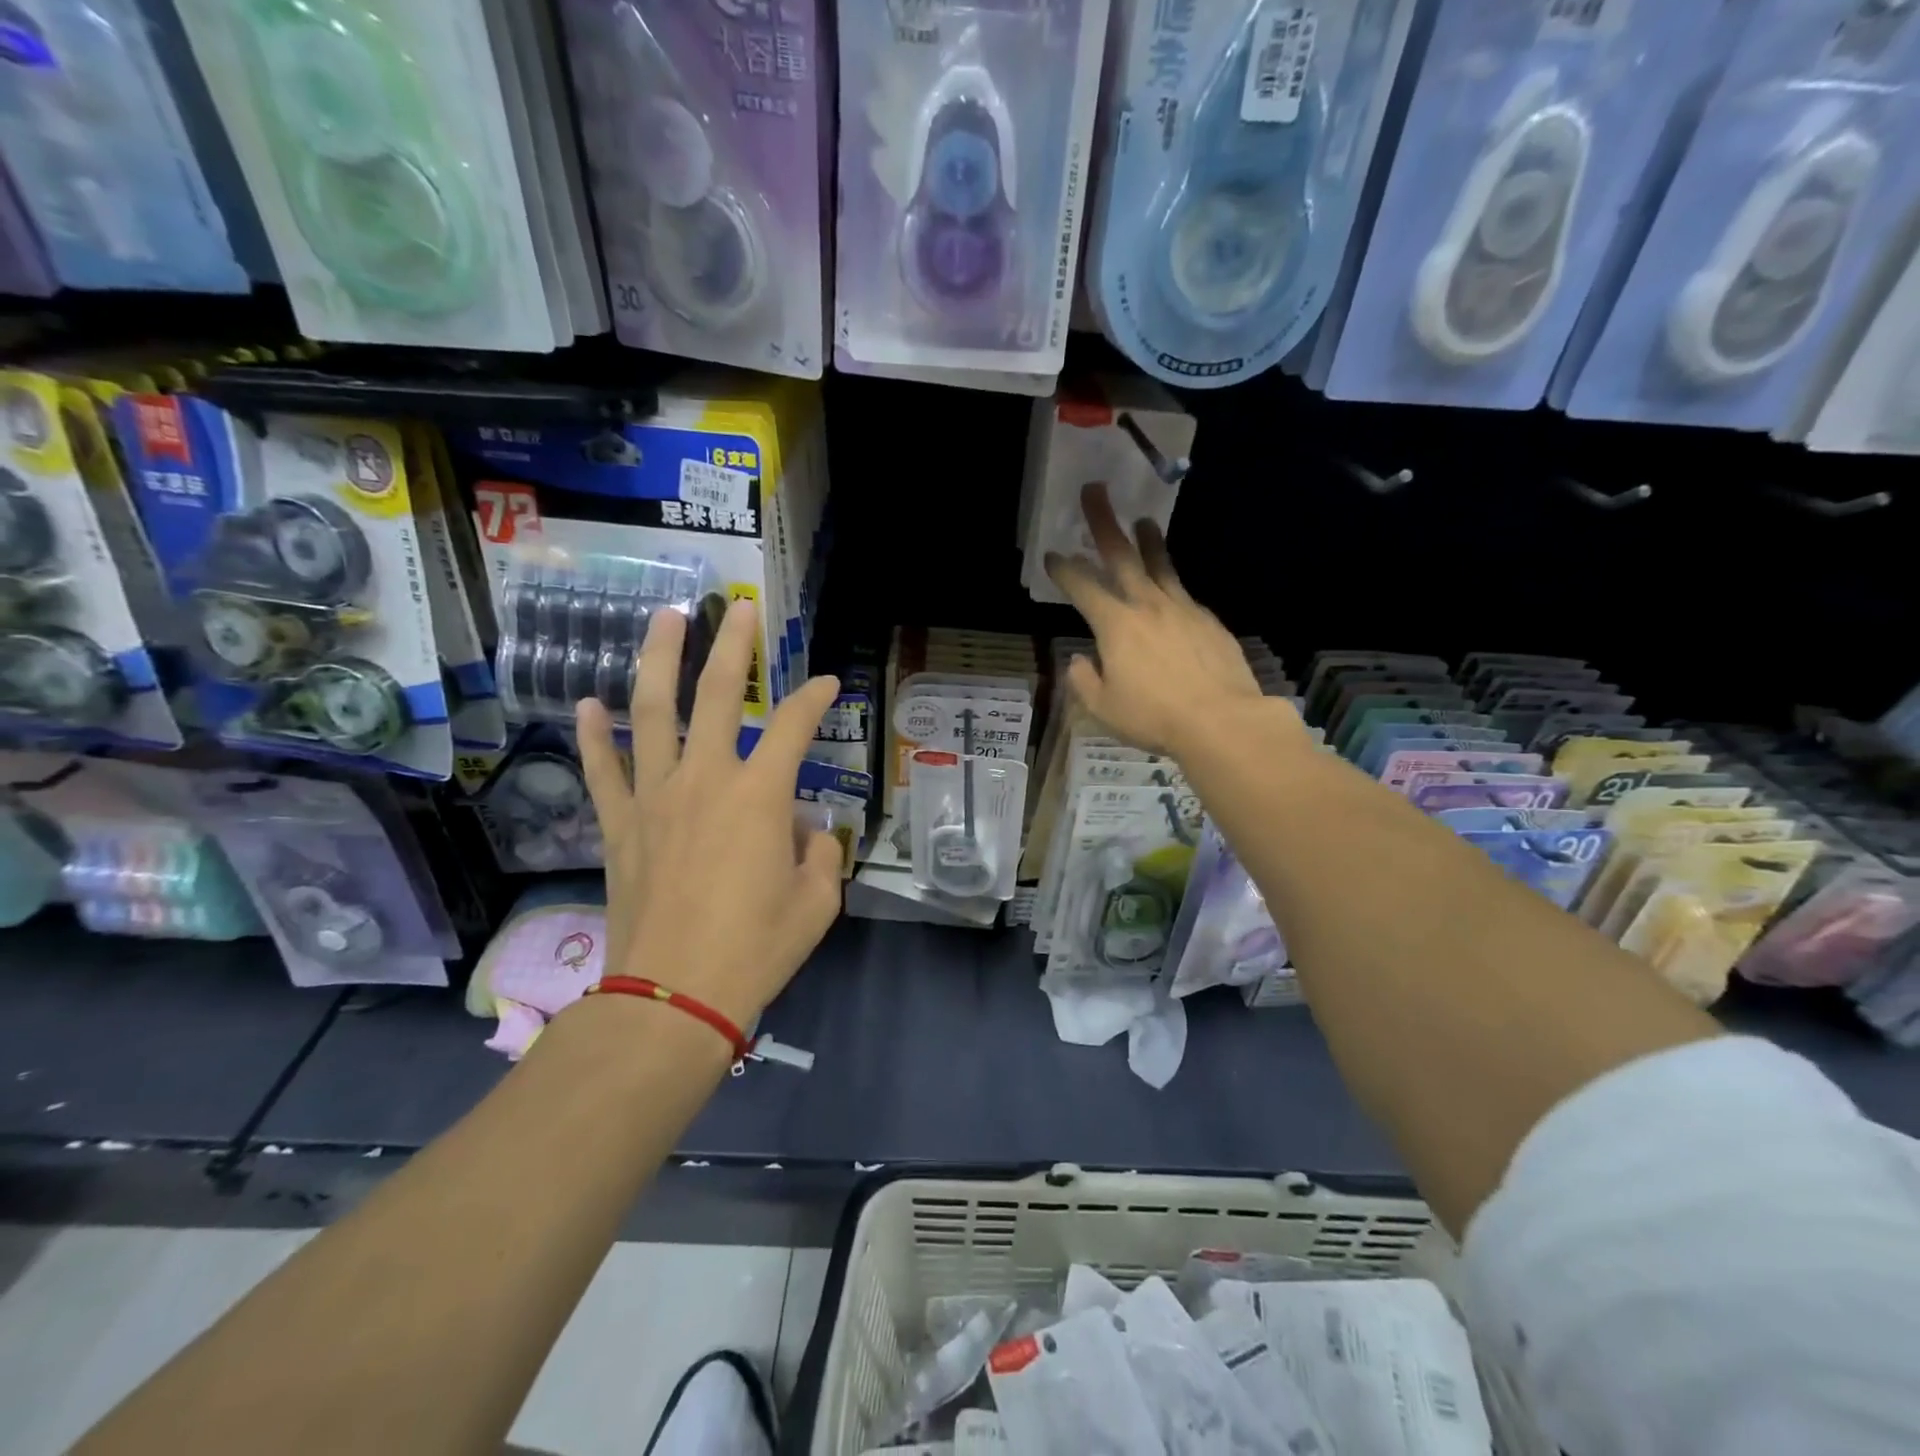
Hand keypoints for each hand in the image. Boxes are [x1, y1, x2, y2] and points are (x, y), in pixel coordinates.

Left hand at [576, 599, 842, 1029]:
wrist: (674, 997)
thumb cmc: (756, 949)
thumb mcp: (816, 902)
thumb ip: (819, 854)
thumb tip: (804, 831)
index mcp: (760, 796)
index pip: (795, 727)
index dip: (815, 699)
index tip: (828, 683)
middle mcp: (705, 780)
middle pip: (718, 694)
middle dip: (733, 646)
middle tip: (740, 608)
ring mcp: (654, 798)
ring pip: (653, 713)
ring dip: (658, 661)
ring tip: (664, 619)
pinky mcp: (620, 825)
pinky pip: (602, 770)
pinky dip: (593, 736)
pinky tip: (588, 704)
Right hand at [1046, 483, 1264, 757]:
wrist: (1221, 720)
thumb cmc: (1154, 716)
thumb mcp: (1104, 708)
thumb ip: (1084, 681)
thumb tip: (1080, 661)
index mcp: (1115, 625)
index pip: (1082, 587)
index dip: (1064, 569)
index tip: (1053, 555)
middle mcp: (1147, 606)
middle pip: (1122, 556)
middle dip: (1104, 522)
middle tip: (1094, 491)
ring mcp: (1182, 609)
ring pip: (1160, 566)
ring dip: (1148, 540)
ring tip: (1143, 520)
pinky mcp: (1209, 621)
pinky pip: (1184, 594)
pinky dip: (1171, 584)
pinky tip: (1171, 590)